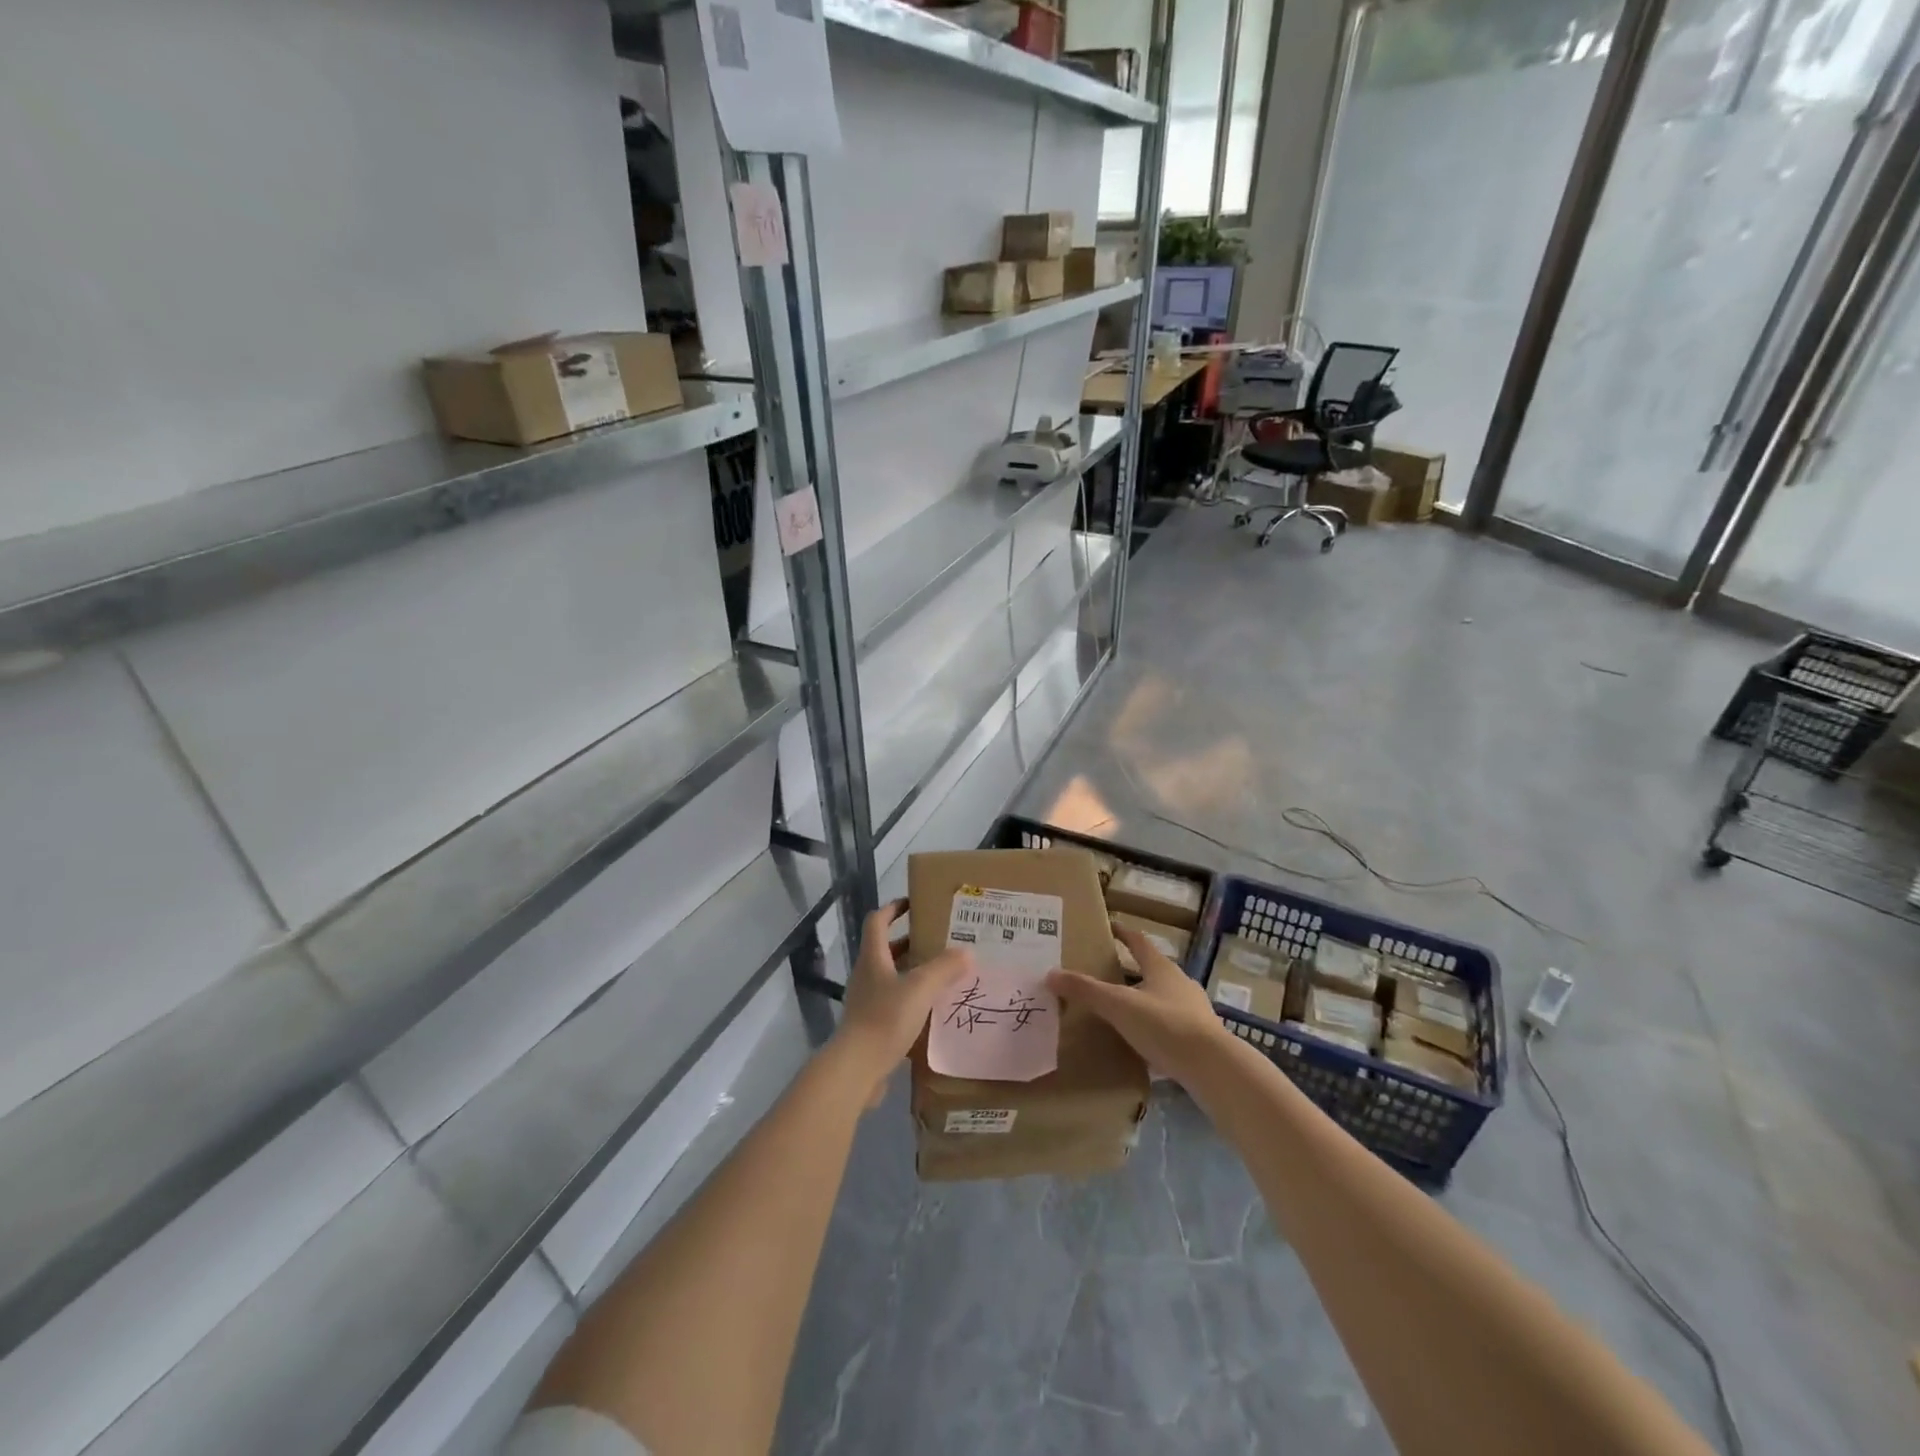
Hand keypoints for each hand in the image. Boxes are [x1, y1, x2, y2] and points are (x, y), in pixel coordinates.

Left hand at [835, 899, 971, 1104]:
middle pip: (886, 949)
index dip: (894, 908)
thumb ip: (944, 968)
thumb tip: (966, 952)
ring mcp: (866, 1001)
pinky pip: (893, 1001)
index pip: (878, 921)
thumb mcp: (920, 988)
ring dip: (913, 971)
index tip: (914, 903)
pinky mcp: (871, 1025)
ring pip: (891, 976)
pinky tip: (932, 1008)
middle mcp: (866, 974)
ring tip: (942, 973)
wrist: (856, 1068)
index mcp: (873, 957)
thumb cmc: (885, 1018)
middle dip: (911, 941)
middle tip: (940, 940)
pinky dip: (911, 998)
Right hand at [1047, 922, 1228, 1083]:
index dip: (1123, 933)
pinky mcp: (1199, 1038)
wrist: (1212, 1067)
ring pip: (1162, 998)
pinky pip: (1169, 1025)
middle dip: (1130, 970)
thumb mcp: (1119, 1005)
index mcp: (1161, 968)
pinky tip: (1140, 1041)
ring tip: (1119, 1010)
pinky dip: (1153, 1027)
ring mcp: (1193, 1011)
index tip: (1108, 927)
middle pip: (1152, 969)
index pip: (1139, 942)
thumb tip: (1051, 973)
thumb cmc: (1164, 1025)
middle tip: (1105, 973)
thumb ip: (1086, 990)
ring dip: (1142, 1000)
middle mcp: (1180, 983)